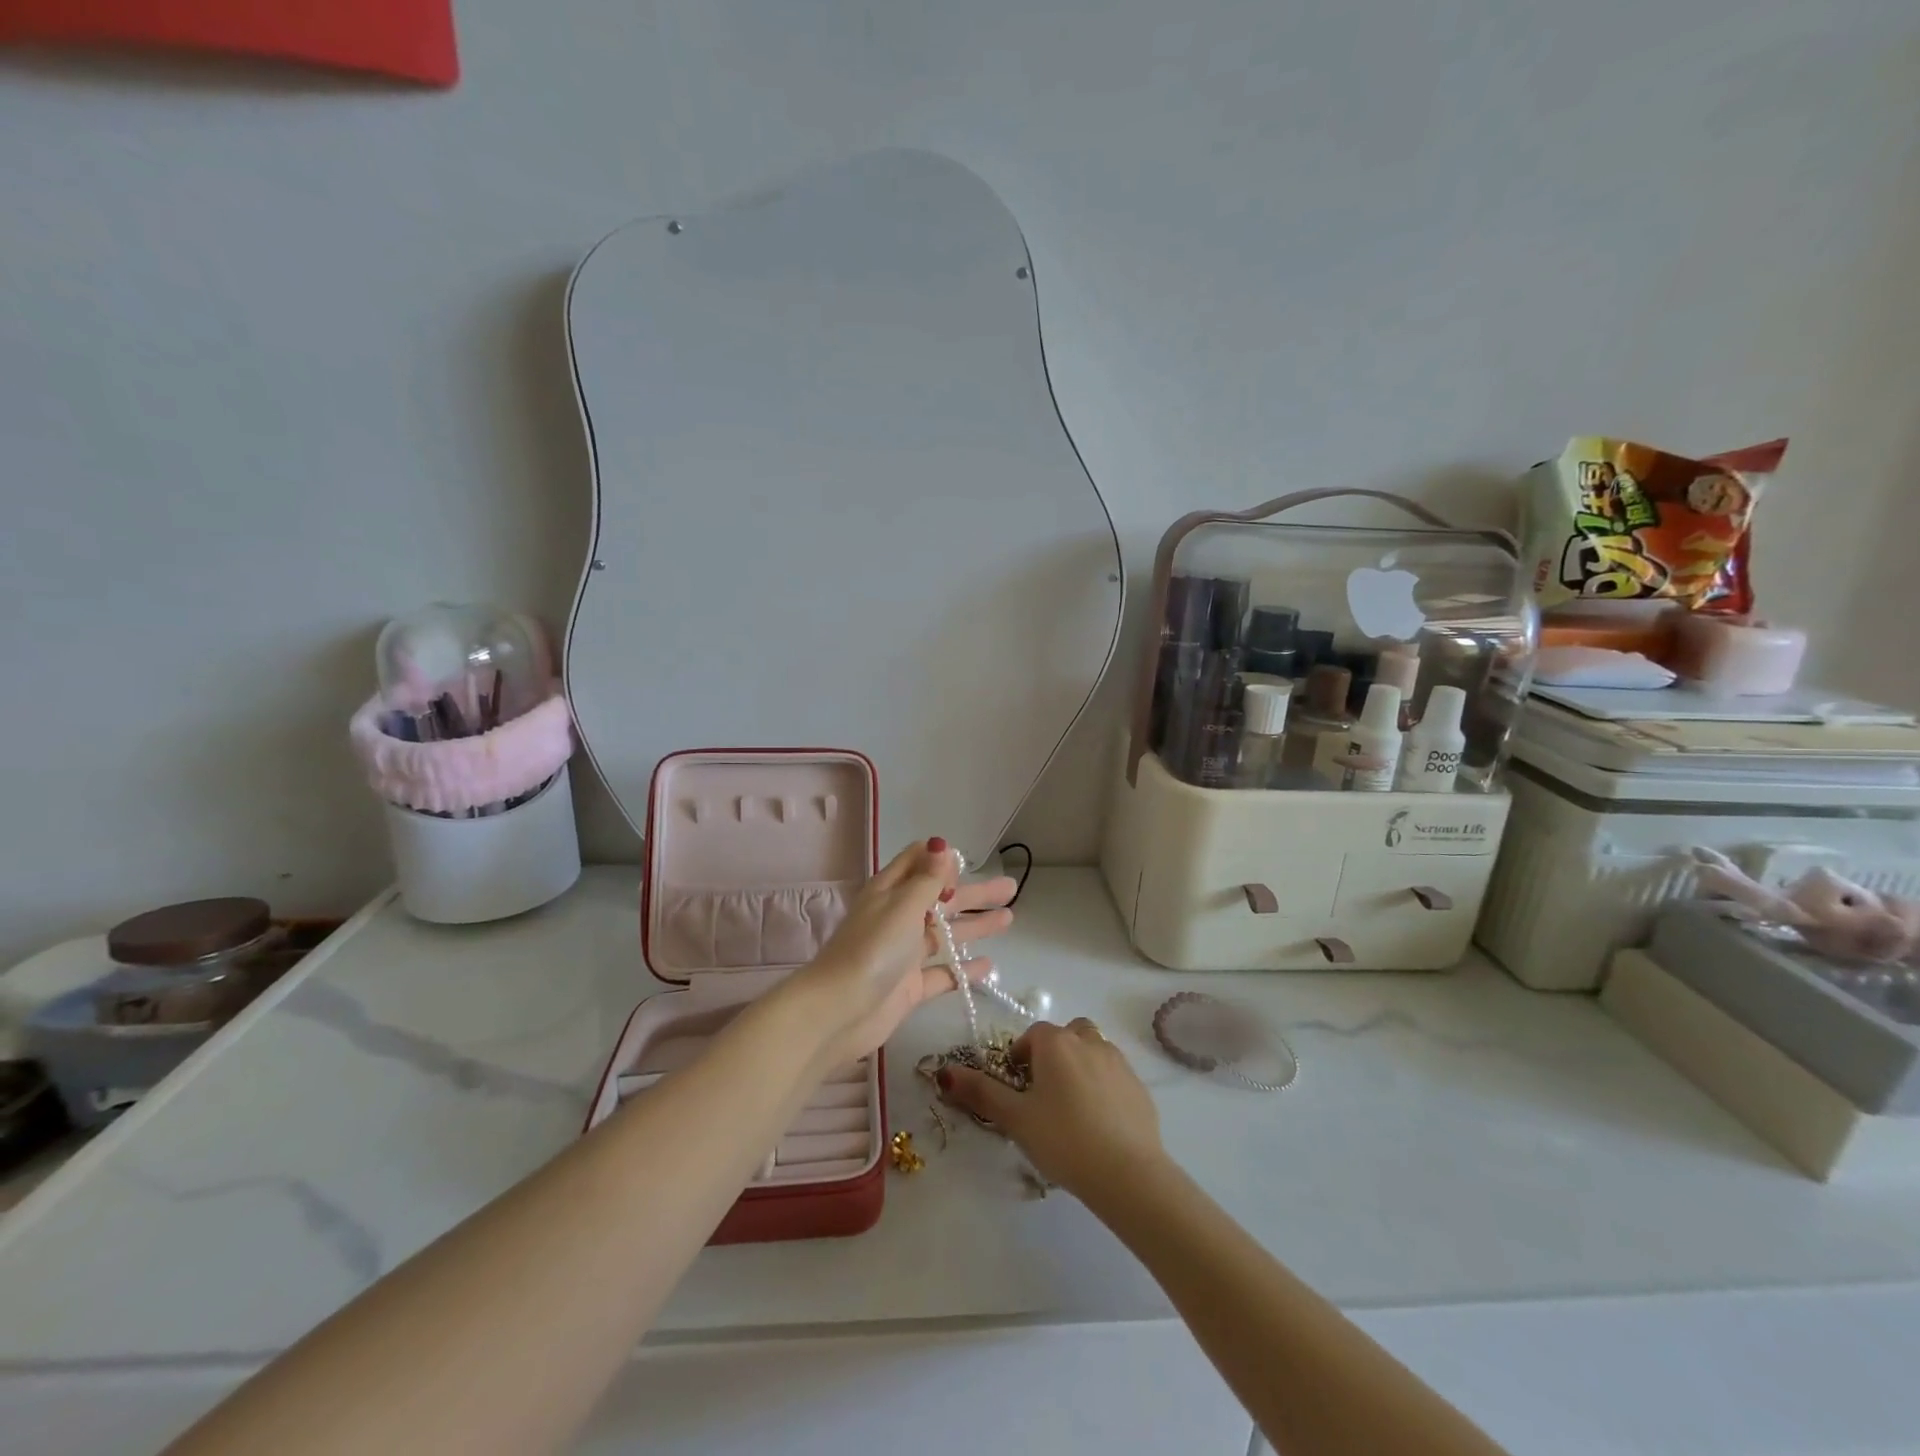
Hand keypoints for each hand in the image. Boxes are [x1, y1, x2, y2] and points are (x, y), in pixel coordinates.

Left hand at [787, 838, 1015, 1065]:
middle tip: (1010, 887)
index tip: (967, 863)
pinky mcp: (909, 986)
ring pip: (945, 934)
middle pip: (941, 899)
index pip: (917, 862)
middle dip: (974, 892)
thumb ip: (928, 879)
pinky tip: (989, 966)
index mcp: (890, 891)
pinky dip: (964, 969)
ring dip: (975, 926)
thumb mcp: (903, 905)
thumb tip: (942, 845)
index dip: (941, 860)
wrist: (839, 1011)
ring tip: (1009, 918)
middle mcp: (897, 917)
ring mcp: (904, 953)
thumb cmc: (873, 949)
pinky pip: (942, 973)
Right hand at [936, 1019, 1164, 1200]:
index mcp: (1056, 1042)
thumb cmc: (1063, 1139)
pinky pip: (1114, 1075)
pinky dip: (1103, 1087)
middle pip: (1066, 1035)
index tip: (1017, 1088)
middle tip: (1044, 1094)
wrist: (1128, 1173)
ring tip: (1071, 1108)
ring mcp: (1118, 1061)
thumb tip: (945, 1071)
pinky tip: (1098, 1123)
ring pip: (1093, 1051)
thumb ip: (980, 1092)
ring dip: (1080, 1066)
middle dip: (1053, 1054)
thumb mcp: (1015, 1118)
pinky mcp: (1139, 1086)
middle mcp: (1088, 1041)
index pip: (1032, 1034)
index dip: (1020, 1057)